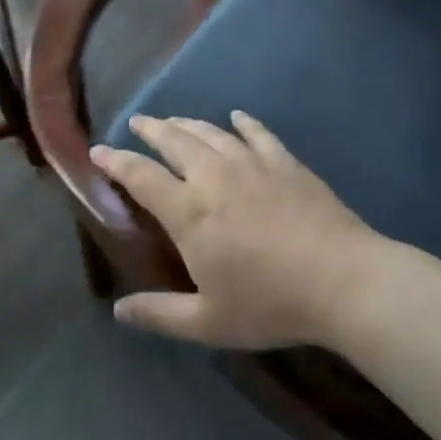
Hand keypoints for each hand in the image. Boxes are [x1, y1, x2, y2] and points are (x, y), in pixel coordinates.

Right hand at [91, 113, 379, 349]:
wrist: (342, 280)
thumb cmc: (270, 303)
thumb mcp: (209, 322)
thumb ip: (160, 314)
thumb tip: (118, 311)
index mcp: (189, 212)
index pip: (141, 176)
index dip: (115, 161)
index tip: (98, 150)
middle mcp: (213, 176)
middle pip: (174, 141)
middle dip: (151, 129)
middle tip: (138, 122)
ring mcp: (251, 164)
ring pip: (210, 133)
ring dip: (187, 123)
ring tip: (174, 120)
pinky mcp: (284, 162)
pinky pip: (257, 133)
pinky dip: (243, 123)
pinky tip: (237, 117)